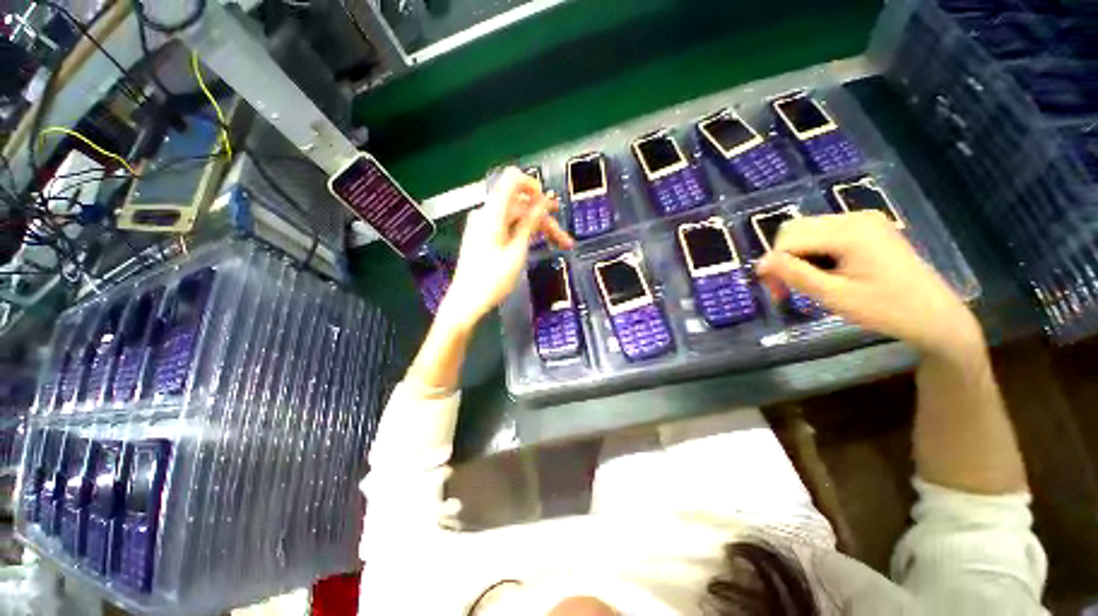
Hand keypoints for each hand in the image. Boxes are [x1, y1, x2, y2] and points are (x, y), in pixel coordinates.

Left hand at [437, 167, 573, 330]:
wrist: (466, 302)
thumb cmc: (492, 280)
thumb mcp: (516, 252)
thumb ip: (530, 223)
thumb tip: (543, 202)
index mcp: (492, 213)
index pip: (513, 179)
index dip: (534, 187)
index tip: (550, 205)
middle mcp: (486, 214)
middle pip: (520, 205)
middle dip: (544, 218)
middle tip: (564, 238)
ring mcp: (484, 225)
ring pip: (516, 218)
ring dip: (538, 228)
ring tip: (559, 244)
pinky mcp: (484, 236)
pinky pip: (508, 226)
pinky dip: (524, 232)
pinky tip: (539, 242)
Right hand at [757, 211, 981, 358]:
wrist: (934, 315)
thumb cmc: (886, 309)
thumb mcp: (833, 295)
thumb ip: (794, 274)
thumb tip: (760, 263)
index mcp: (849, 232)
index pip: (789, 239)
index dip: (774, 264)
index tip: (776, 293)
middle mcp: (854, 217)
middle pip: (795, 230)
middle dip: (783, 258)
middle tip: (787, 289)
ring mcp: (863, 220)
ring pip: (807, 231)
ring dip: (797, 256)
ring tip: (806, 283)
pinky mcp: (867, 227)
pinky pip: (824, 234)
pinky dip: (814, 253)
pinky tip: (824, 272)